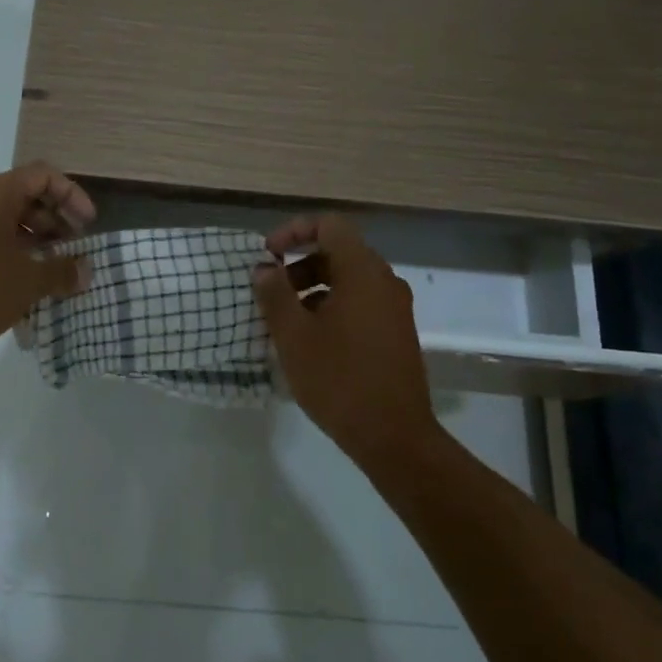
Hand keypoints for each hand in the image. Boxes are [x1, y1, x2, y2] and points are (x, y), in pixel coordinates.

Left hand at [0, 163, 96, 362]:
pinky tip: (25, 284)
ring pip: (6, 220)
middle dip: (56, 219)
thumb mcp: (27, 282)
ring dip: (36, 240)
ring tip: (54, 269)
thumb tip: (85, 270)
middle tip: (74, 248)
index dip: (72, 195)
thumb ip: (62, 272)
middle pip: (25, 196)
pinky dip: (13, 253)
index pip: (43, 175)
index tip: (88, 226)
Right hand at [253, 214, 444, 480]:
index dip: (294, 231)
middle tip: (270, 292)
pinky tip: (310, 340)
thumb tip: (264, 268)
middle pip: (339, 251)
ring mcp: (394, 308)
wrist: (393, 436)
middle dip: (299, 264)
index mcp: (362, 272)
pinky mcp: (396, 332)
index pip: (330, 225)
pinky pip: (360, 303)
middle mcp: (384, 281)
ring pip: (348, 280)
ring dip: (313, 288)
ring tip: (285, 320)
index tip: (268, 256)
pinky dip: (331, 306)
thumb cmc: (338, 379)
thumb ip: (275, 294)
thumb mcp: (294, 336)